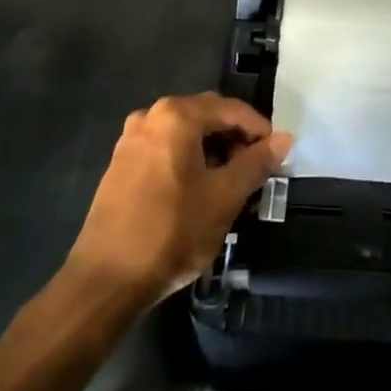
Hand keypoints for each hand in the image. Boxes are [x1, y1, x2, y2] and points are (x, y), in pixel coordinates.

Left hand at [64, 94, 291, 307]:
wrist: (105, 281)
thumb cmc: (172, 231)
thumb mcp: (225, 196)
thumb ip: (257, 162)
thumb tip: (285, 139)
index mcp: (177, 115)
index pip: (231, 109)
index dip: (259, 130)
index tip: (276, 155)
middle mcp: (151, 116)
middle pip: (207, 117)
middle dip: (235, 139)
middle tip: (255, 170)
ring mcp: (131, 140)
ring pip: (185, 135)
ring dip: (212, 152)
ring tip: (230, 184)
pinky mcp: (120, 165)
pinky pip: (165, 150)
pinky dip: (188, 161)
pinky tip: (198, 192)